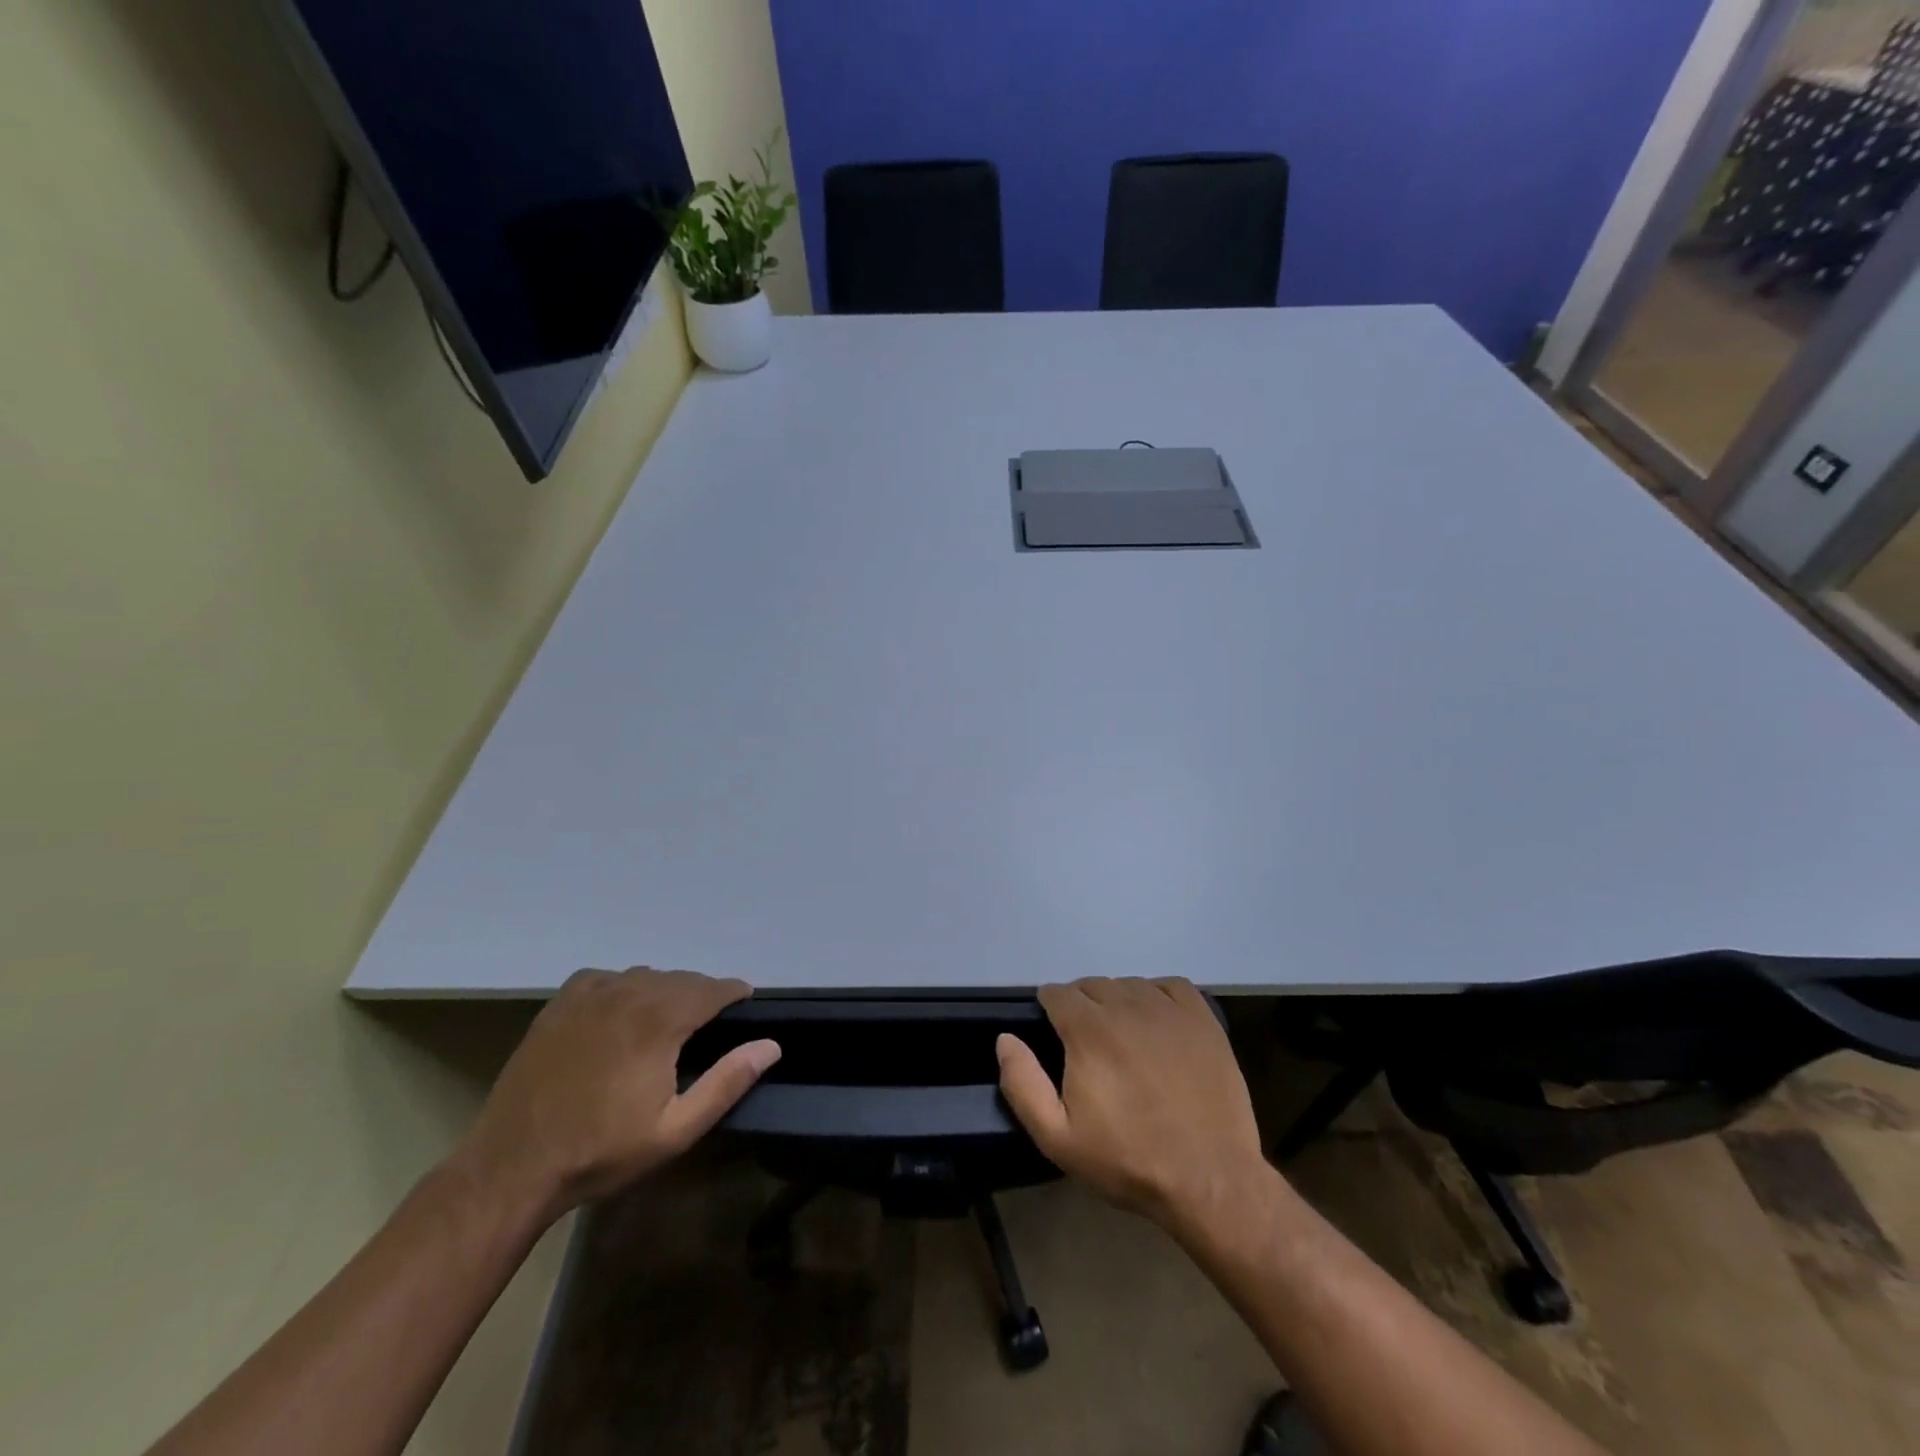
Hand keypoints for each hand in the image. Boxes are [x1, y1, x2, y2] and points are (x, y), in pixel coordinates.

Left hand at [454, 968, 779, 1223]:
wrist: (512, 1166)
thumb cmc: (601, 1151)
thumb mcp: (675, 1131)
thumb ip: (727, 1082)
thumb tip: (770, 1045)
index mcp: (660, 1021)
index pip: (713, 988)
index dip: (734, 993)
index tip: (746, 1003)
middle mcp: (629, 993)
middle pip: (682, 979)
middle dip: (702, 994)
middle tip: (709, 1023)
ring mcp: (590, 994)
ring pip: (645, 975)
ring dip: (665, 990)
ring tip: (667, 1020)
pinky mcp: (561, 1003)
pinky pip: (607, 977)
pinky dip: (624, 986)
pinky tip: (621, 1011)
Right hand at [997, 977, 1268, 1240]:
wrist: (1210, 1178)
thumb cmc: (1128, 1159)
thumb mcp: (1058, 1137)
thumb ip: (1023, 1084)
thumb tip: (1005, 1039)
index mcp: (1087, 1029)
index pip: (1057, 993)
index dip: (1050, 1011)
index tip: (1056, 1037)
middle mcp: (1125, 1006)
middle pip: (1091, 986)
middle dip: (1082, 1008)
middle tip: (1089, 1047)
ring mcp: (1168, 1009)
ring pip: (1129, 985)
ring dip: (1118, 1002)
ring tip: (1124, 1039)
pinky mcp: (1202, 1019)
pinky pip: (1170, 987)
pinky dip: (1157, 996)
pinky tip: (1158, 1024)